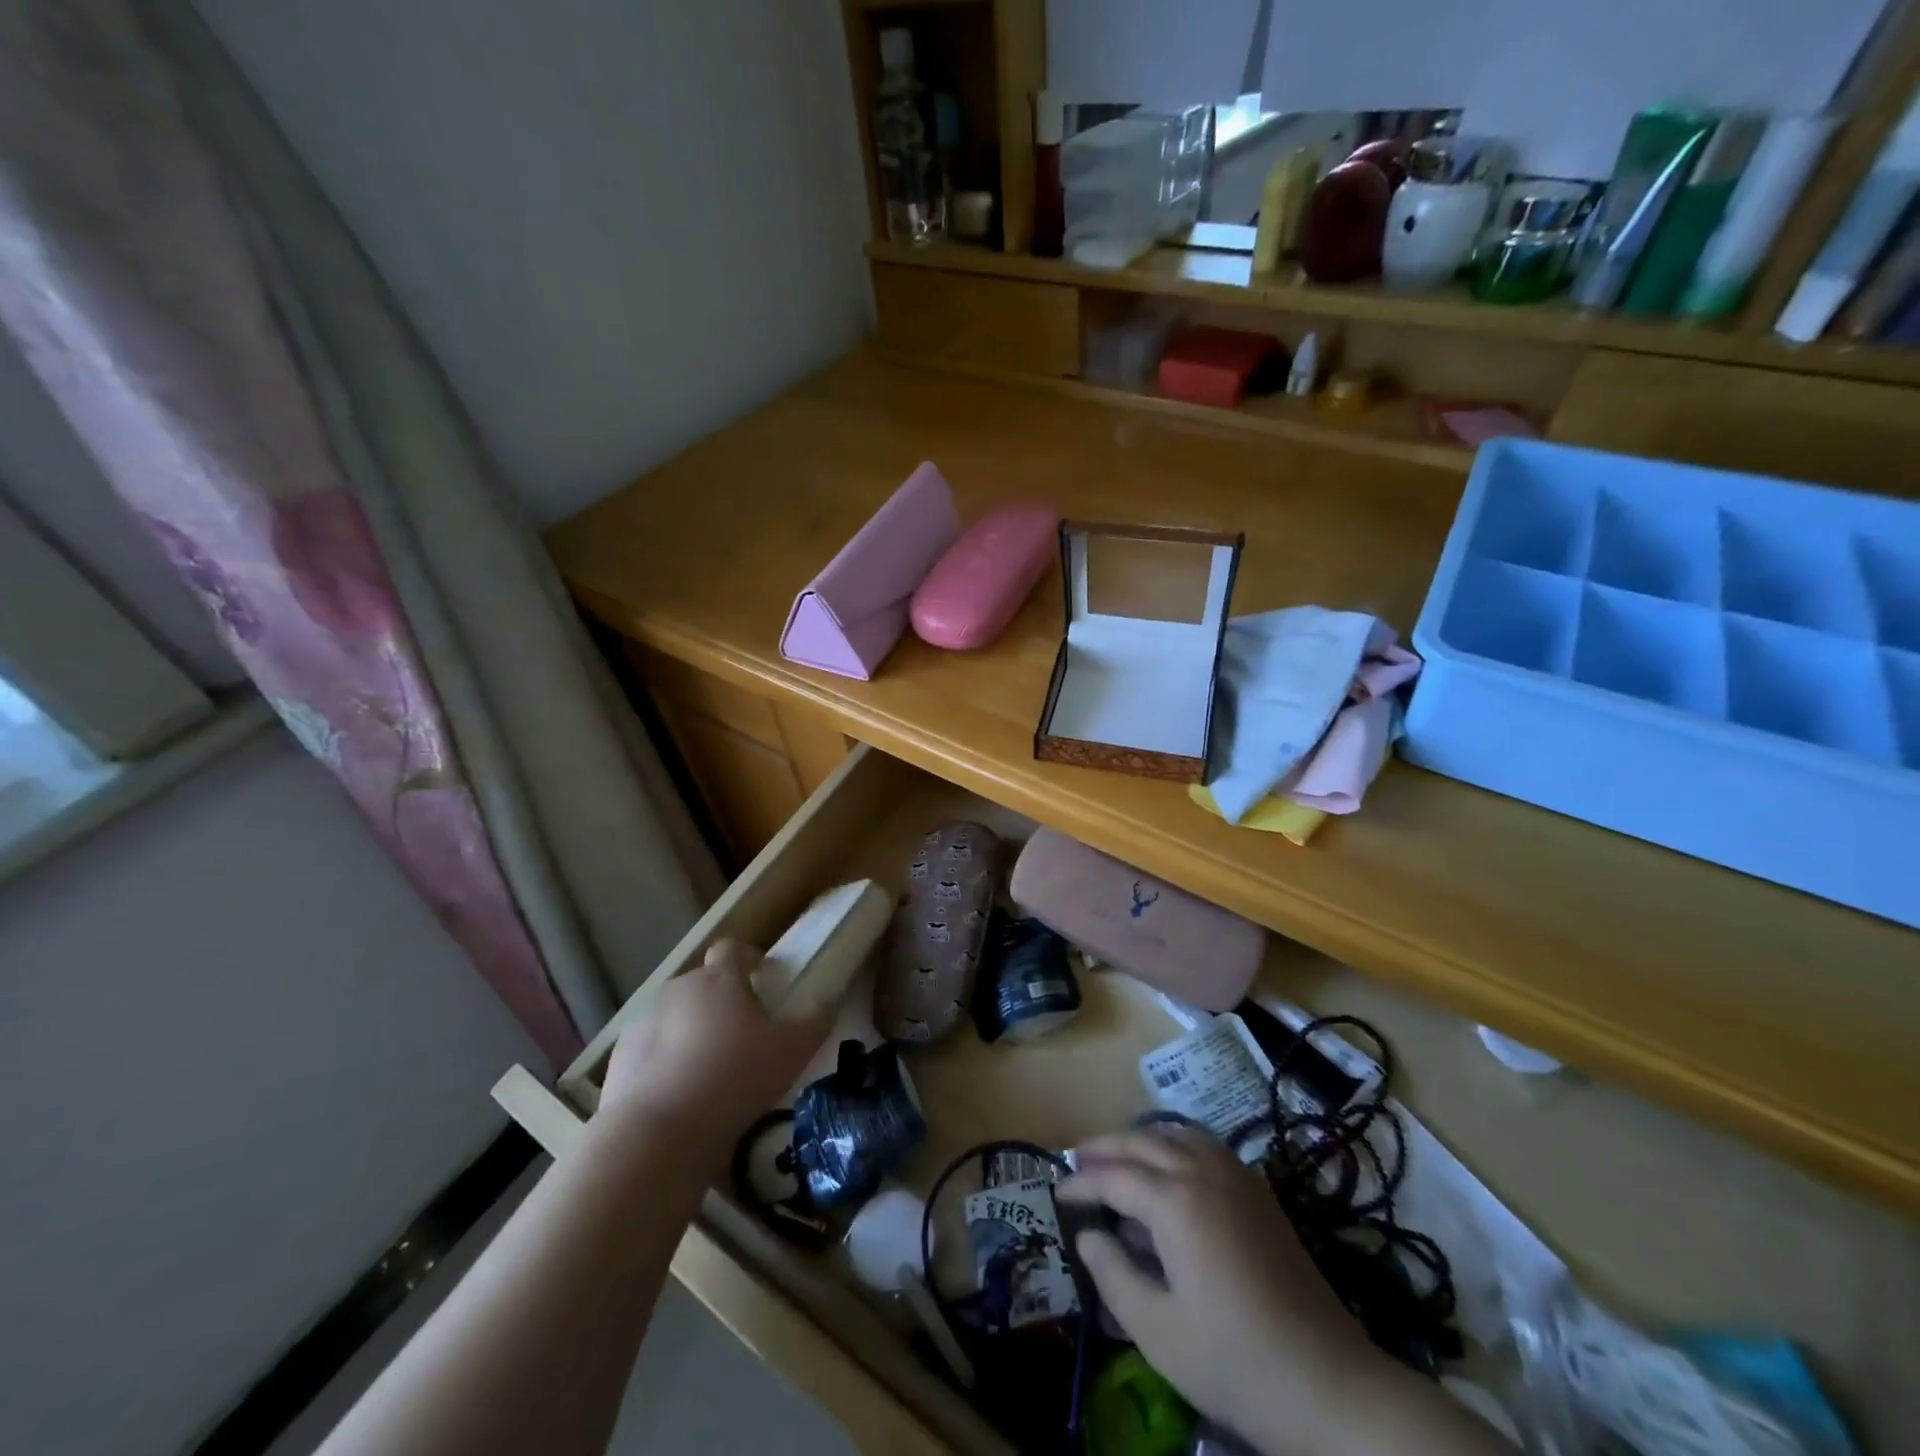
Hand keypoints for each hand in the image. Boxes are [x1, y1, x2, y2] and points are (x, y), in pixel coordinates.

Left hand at [599, 941, 829, 1152]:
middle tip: (742, 1034)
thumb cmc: (734, 1079)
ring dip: (692, 1031)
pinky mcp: (620, 1056)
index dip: (748, 958)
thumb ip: (814, 1022)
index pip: (732, 948)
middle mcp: (679, 989)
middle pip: (703, 983)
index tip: (762, 976)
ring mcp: (644, 1021)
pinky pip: (650, 1048)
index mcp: (720, 979)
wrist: (657, 1133)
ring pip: (676, 1016)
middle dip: (721, 1000)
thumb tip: (827, 1004)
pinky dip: (664, 1060)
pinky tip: (678, 1093)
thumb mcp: (791, 1052)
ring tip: (708, 1069)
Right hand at [1057, 1125, 1383, 1455]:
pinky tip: (1170, 1167)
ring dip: (1141, 1139)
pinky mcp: (1259, 1191)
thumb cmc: (1234, 1361)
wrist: (1328, 1383)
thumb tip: (1089, 1236)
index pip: (1114, 1176)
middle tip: (1076, 1160)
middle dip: (1105, 1147)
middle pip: (1142, 1141)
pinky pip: (1205, 1144)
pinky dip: (1175, 1143)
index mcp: (1175, 1201)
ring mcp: (1236, 1176)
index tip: (1058, 1193)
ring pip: (1176, 1133)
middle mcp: (1203, 1172)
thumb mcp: (1157, 1330)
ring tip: (1117, 1157)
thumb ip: (1113, 1276)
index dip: (1082, 1183)